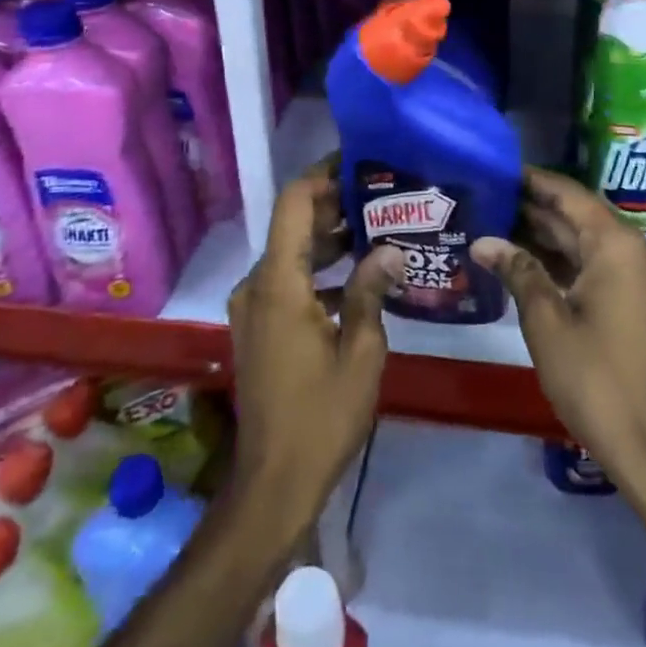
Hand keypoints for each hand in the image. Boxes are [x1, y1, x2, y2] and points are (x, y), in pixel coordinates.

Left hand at [225, 158, 400, 543]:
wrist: (273, 482)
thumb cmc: (321, 416)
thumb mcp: (361, 351)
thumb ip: (371, 291)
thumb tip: (390, 248)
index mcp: (278, 283)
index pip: (294, 203)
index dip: (323, 176)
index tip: (360, 164)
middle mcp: (257, 285)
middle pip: (293, 225)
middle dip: (335, 207)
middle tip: (383, 198)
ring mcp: (254, 308)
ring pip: (292, 254)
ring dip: (330, 241)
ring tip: (379, 231)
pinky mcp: (259, 328)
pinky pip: (289, 282)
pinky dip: (320, 272)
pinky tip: (360, 280)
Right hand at [474, 168, 645, 496]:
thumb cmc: (594, 377)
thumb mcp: (546, 321)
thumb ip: (517, 270)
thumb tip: (483, 240)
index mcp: (617, 245)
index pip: (569, 195)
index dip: (533, 180)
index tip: (498, 168)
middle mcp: (635, 250)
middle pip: (578, 217)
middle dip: (534, 209)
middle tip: (488, 197)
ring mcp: (641, 277)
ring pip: (586, 243)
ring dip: (546, 237)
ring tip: (497, 224)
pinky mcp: (640, 300)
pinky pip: (597, 266)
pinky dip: (564, 263)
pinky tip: (526, 261)